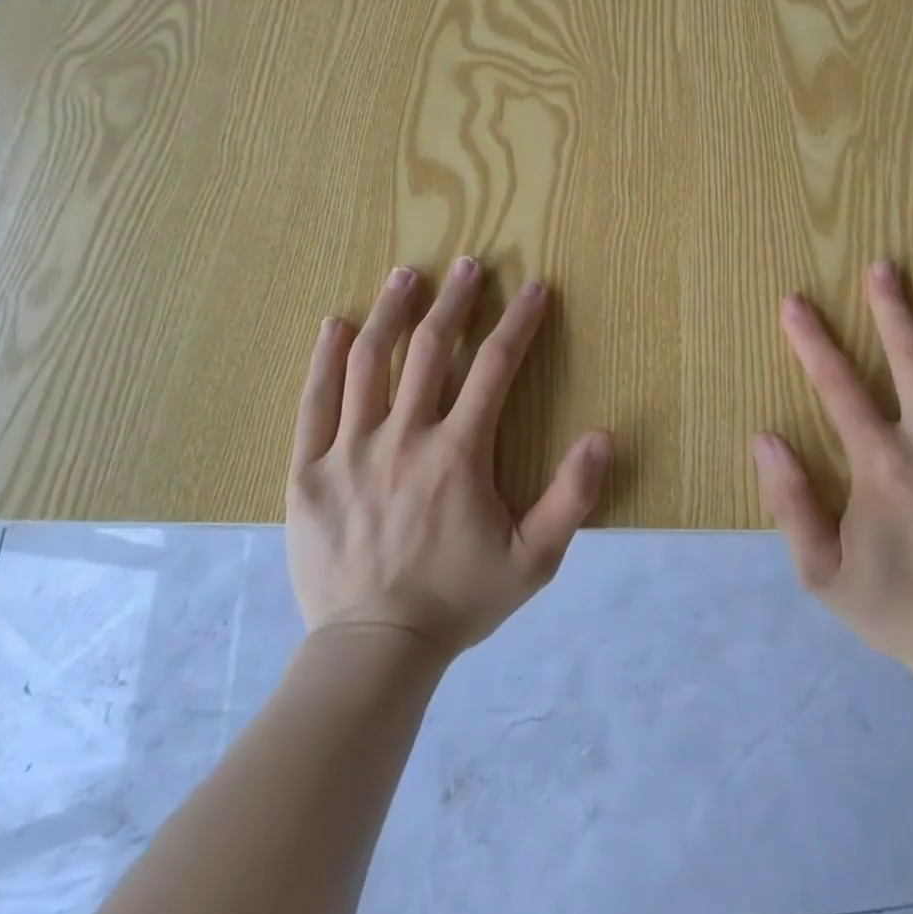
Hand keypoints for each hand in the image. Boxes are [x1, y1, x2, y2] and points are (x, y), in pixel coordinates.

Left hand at [287, 258, 609, 654]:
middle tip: (469, 263)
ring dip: (392, 312)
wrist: (374, 650)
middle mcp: (403, 438)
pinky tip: (334, 324)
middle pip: (432, 349)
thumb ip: (572, 497)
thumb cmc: (459, 599)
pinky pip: (314, 402)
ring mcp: (349, 451)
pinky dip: (325, 358)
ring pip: (370, 363)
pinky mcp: (308, 472)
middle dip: (455, 300)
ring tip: (406, 275)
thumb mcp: (535, 559)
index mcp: (458, 453)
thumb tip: (603, 436)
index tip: (534, 287)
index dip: (520, 322)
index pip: (495, 367)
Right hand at [751, 261, 912, 663]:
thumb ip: (790, 501)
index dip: (813, 340)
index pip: (839, 387)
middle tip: (883, 265)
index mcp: (882, 466)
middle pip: (912, 360)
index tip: (795, 301)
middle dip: (892, 307)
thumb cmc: (891, 603)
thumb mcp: (819, 569)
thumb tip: (765, 436)